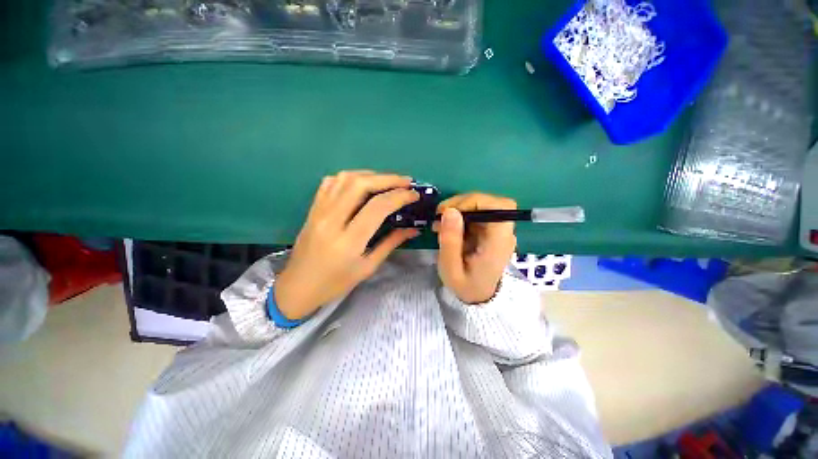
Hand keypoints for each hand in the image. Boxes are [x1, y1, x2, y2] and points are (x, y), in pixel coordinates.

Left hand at [274, 171, 419, 319]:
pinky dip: (350, 177)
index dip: (399, 196)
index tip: (414, 195)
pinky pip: (330, 183)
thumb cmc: (336, 283)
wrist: (298, 286)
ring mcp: (319, 211)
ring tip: (387, 181)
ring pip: (345, 178)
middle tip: (406, 181)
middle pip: (360, 185)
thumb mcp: (367, 267)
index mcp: (349, 240)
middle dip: (388, 179)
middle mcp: (332, 220)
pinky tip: (361, 184)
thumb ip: (391, 243)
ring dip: (370, 175)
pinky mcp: (313, 208)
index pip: (378, 207)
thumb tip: (413, 229)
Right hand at [435, 193, 516, 303]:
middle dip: (463, 203)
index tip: (450, 211)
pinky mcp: (491, 230)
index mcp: (499, 242)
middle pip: (491, 202)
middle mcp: (504, 233)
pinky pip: (477, 214)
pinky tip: (448, 226)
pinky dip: (461, 215)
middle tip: (440, 215)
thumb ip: (450, 240)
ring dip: (459, 209)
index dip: (475, 201)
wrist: (479, 296)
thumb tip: (449, 211)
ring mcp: (499, 231)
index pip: (500, 207)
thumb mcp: (451, 268)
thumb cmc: (465, 285)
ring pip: (482, 205)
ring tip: (440, 223)